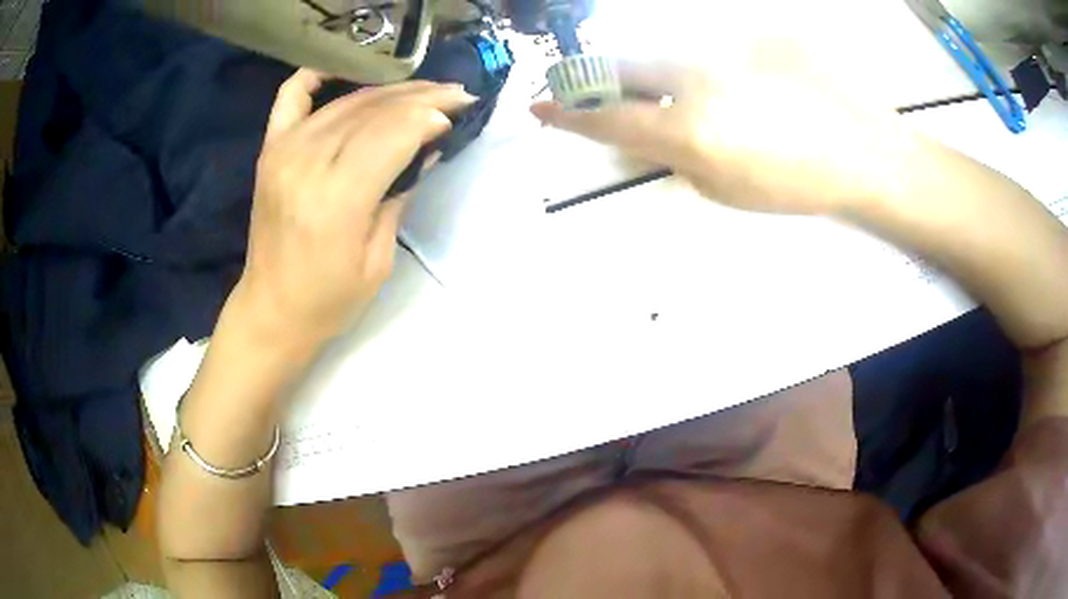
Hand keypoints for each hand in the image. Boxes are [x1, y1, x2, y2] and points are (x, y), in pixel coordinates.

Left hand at [233, 69, 474, 344]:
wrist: (271, 311)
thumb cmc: (329, 299)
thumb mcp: (378, 261)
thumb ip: (400, 196)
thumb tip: (427, 148)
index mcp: (338, 200)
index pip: (393, 134)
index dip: (430, 117)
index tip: (458, 113)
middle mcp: (308, 164)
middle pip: (373, 110)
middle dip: (420, 97)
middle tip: (454, 94)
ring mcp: (284, 152)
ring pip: (346, 101)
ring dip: (389, 90)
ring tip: (421, 90)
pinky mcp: (270, 150)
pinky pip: (292, 96)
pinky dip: (316, 76)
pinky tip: (339, 69)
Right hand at [531, 60, 919, 214]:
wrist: (862, 149)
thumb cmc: (798, 184)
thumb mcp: (727, 190)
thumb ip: (678, 156)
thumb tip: (656, 132)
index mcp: (690, 130)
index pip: (608, 119)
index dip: (567, 115)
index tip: (539, 107)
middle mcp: (696, 79)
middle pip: (624, 67)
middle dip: (601, 79)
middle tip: (597, 88)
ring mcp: (724, 49)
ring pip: (667, 52)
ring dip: (661, 73)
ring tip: (697, 95)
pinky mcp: (751, 33)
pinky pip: (714, 46)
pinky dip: (715, 65)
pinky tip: (748, 84)